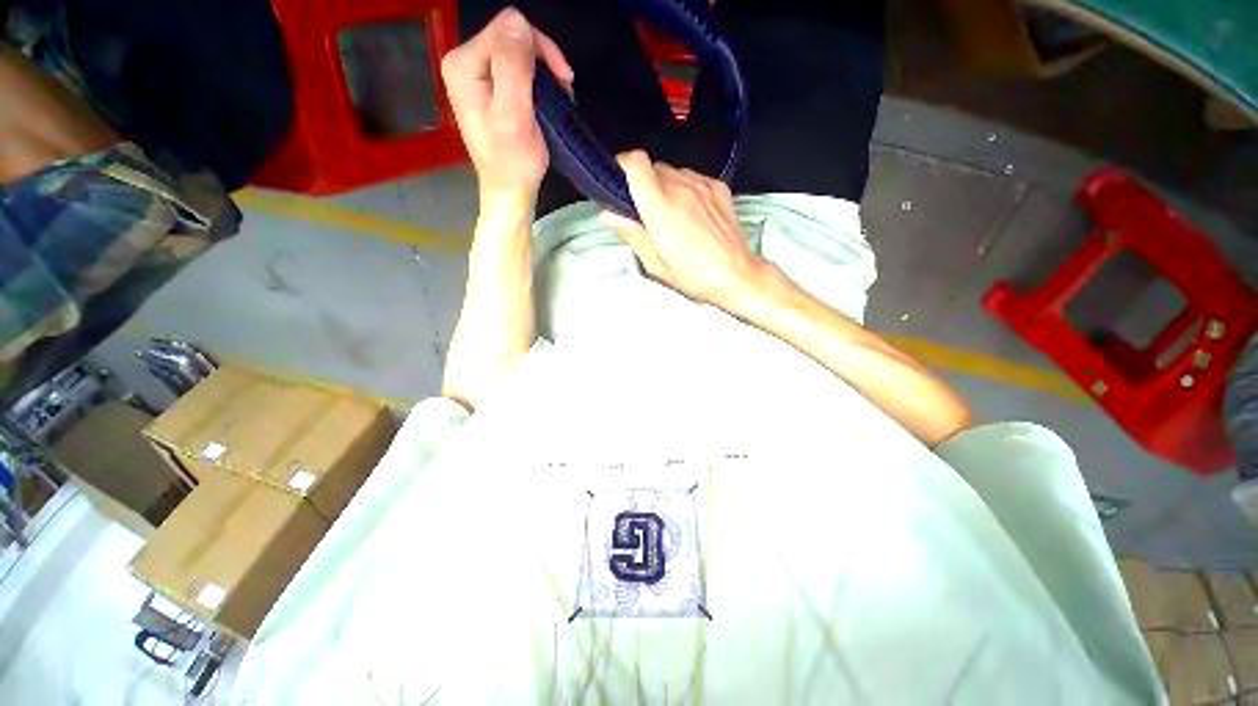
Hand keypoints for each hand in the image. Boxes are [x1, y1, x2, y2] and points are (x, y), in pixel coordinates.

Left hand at [441, 8, 572, 208]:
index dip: (540, 48)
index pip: (508, 27)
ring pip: (516, 51)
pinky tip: (547, 99)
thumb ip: (513, 67)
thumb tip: (519, 23)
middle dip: (543, 59)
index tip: (563, 81)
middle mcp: (463, 62)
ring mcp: (474, 75)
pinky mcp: (487, 88)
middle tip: (564, 90)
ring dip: (543, 71)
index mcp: (464, 64)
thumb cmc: (513, 161)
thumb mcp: (514, 115)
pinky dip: (537, 80)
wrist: (509, 190)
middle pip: (511, 36)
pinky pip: (516, 67)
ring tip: (559, 96)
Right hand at [600, 150, 768, 311]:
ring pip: (672, 171)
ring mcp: (702, 184)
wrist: (738, 274)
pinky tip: (690, 213)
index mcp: (661, 206)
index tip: (619, 185)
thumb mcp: (655, 264)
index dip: (622, 168)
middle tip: (645, 212)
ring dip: (663, 186)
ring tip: (670, 216)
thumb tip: (608, 214)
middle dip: (642, 184)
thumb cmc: (695, 276)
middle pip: (652, 167)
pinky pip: (691, 177)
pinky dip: (684, 188)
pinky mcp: (718, 187)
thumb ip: (631, 234)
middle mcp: (681, 186)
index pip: (635, 162)